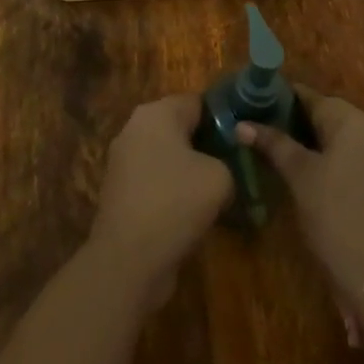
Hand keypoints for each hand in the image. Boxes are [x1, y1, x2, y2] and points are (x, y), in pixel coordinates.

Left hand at [88, 94, 232, 308]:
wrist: (127, 261)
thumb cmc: (175, 203)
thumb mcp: (220, 178)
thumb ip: (228, 162)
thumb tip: (224, 170)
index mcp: (157, 112)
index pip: (198, 102)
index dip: (223, 119)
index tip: (243, 140)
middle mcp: (136, 128)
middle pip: (181, 129)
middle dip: (206, 146)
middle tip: (233, 167)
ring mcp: (123, 161)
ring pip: (168, 157)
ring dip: (189, 172)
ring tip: (216, 194)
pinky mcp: (120, 192)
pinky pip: (155, 182)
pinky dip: (172, 193)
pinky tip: (192, 215)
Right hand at [240, 88, 363, 335]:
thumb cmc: (335, 217)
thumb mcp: (299, 176)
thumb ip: (273, 144)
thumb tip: (241, 124)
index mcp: (353, 120)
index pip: (312, 97)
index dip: (283, 99)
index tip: (258, 105)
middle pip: (330, 115)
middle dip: (299, 121)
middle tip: (267, 132)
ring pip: (344, 136)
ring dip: (318, 141)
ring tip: (286, 152)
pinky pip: (358, 156)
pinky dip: (337, 158)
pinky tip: (316, 174)